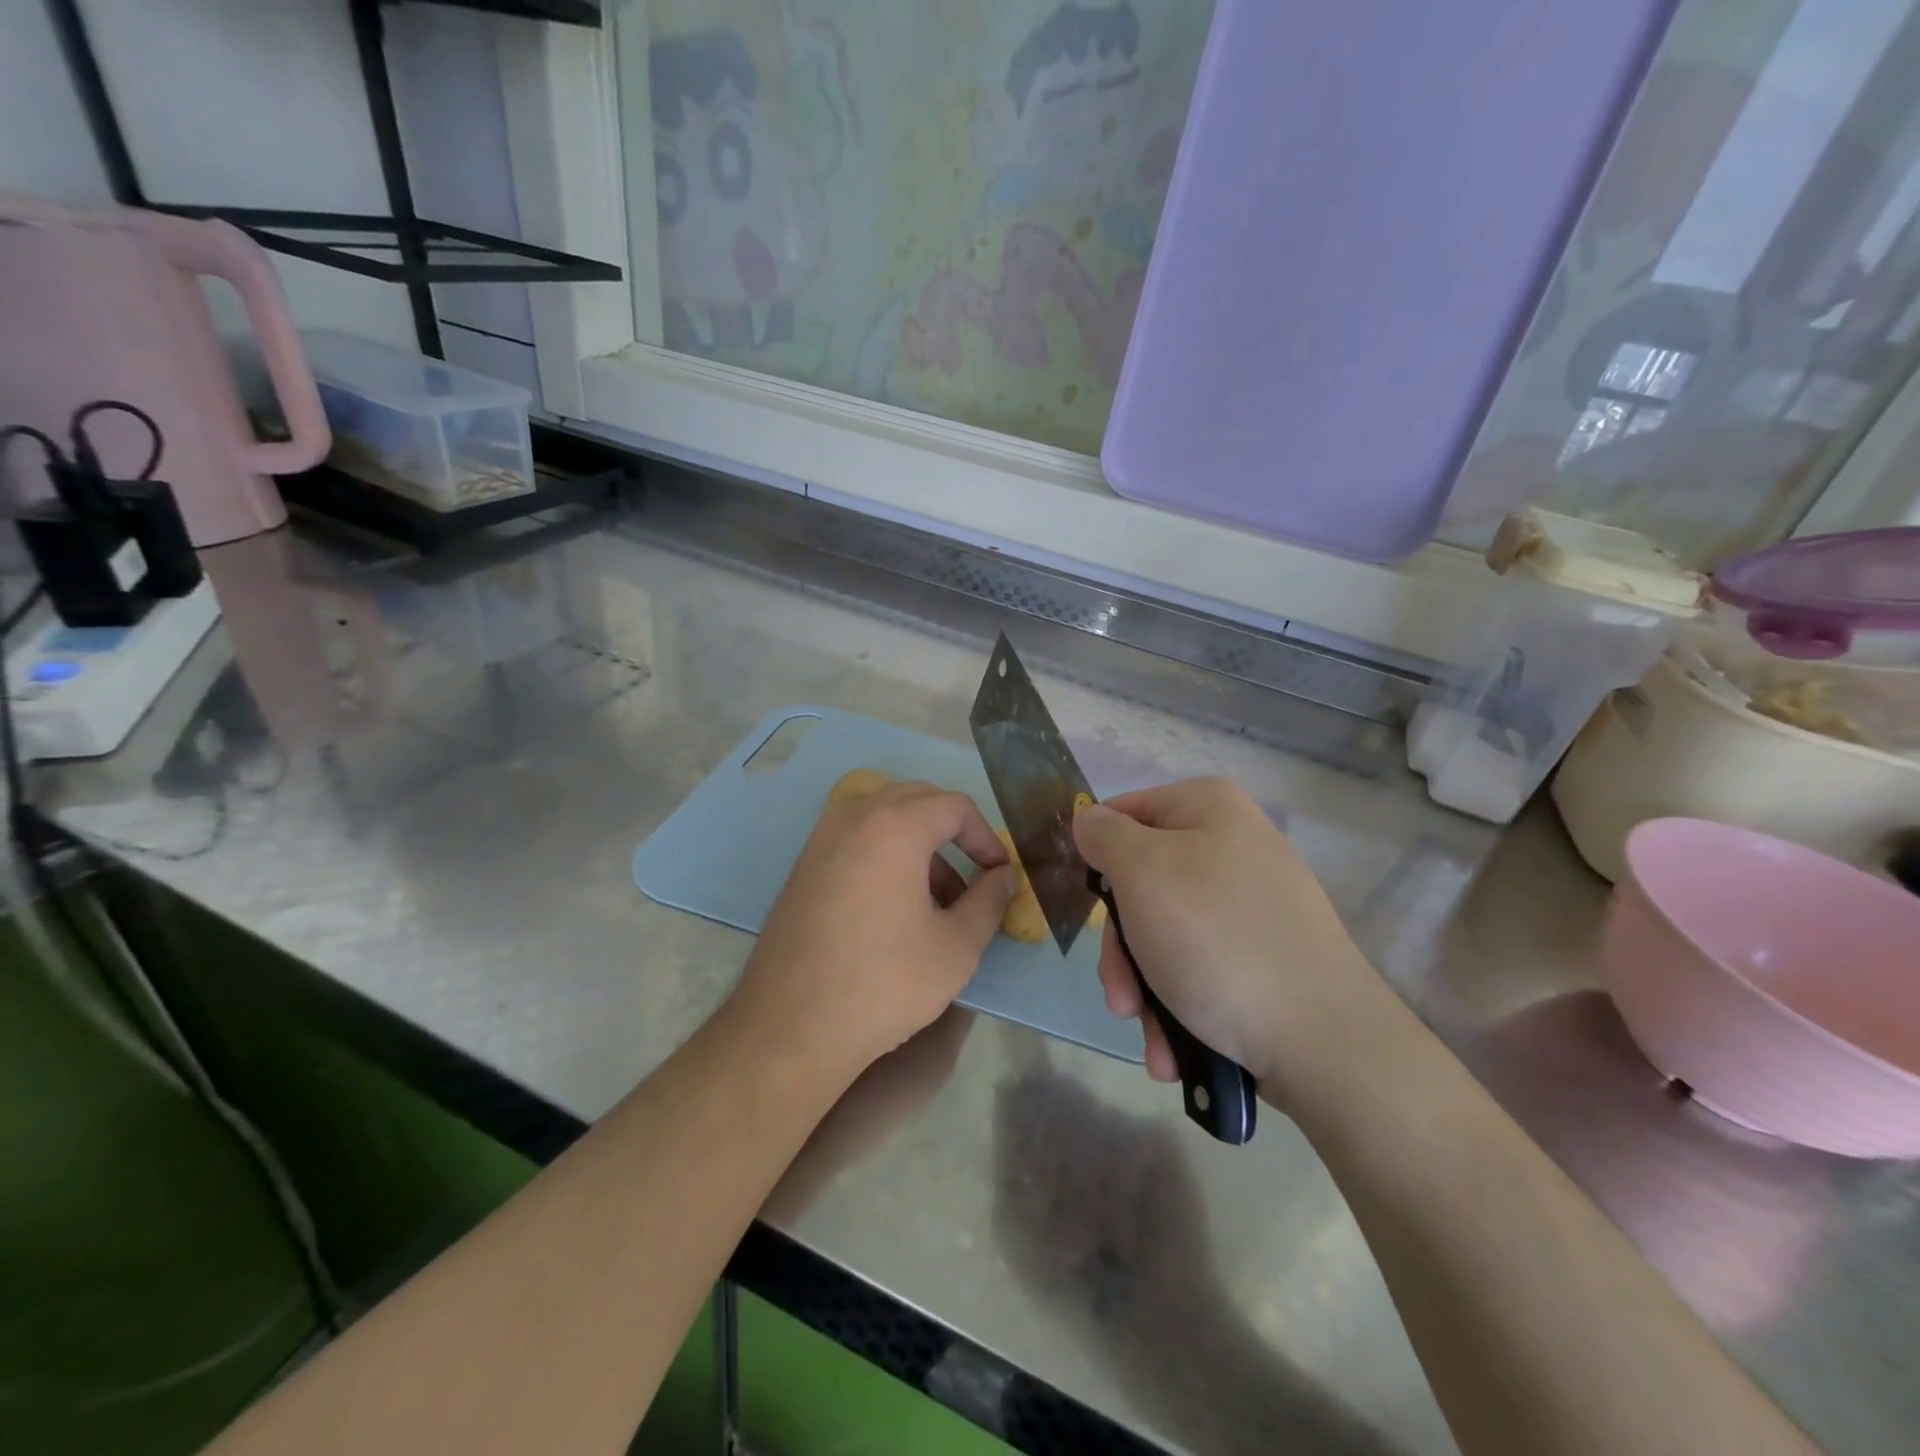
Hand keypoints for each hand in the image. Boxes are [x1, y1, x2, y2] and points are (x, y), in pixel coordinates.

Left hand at [730, 780, 1017, 1081]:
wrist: (791, 1026)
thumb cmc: (885, 982)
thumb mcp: (957, 946)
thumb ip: (990, 900)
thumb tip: (1005, 876)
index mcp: (895, 825)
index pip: (954, 806)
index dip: (987, 836)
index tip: (999, 874)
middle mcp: (854, 816)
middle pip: (917, 800)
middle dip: (953, 832)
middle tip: (973, 877)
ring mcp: (821, 839)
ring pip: (884, 817)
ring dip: (919, 843)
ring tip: (937, 899)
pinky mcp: (803, 865)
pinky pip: (856, 838)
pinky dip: (885, 853)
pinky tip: (894, 906)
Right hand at [1073, 777, 1386, 1102]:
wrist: (1322, 1040)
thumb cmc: (1215, 940)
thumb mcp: (1141, 873)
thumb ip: (1104, 835)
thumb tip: (1088, 819)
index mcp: (1208, 807)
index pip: (1122, 815)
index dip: (1096, 860)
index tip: (1088, 912)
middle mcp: (1233, 845)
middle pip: (1141, 885)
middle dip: (1123, 951)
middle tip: (1121, 999)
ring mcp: (1253, 902)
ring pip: (1165, 933)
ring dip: (1145, 989)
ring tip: (1152, 1037)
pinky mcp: (1266, 952)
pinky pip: (1201, 964)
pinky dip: (1180, 1003)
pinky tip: (1177, 1046)